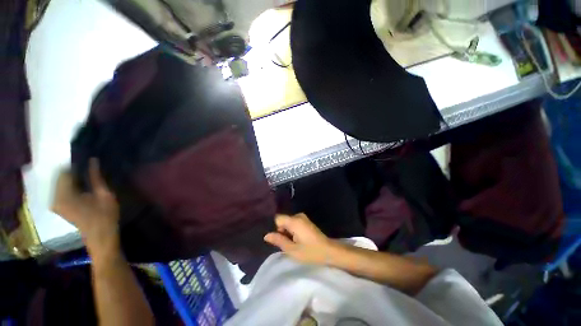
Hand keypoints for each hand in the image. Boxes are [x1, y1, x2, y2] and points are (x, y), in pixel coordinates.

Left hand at [52, 159, 119, 254]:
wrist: (100, 235)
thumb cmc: (105, 215)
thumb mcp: (104, 194)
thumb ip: (95, 177)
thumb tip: (92, 160)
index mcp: (64, 195)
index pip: (64, 171)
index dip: (76, 164)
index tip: (88, 162)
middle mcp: (54, 198)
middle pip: (60, 177)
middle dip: (73, 171)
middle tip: (89, 169)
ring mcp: (55, 203)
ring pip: (61, 182)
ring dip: (72, 178)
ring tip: (87, 178)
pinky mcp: (58, 206)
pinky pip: (61, 190)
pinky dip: (70, 185)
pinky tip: (81, 187)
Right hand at [264, 213, 335, 264]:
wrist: (329, 251)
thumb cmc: (311, 252)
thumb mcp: (292, 250)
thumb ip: (279, 241)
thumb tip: (266, 235)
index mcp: (294, 221)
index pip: (278, 218)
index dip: (276, 228)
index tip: (279, 239)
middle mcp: (298, 216)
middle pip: (283, 220)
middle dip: (282, 231)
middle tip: (287, 244)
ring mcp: (303, 218)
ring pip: (289, 222)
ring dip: (288, 232)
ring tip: (293, 244)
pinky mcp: (307, 222)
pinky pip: (294, 223)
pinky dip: (293, 231)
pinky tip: (298, 240)